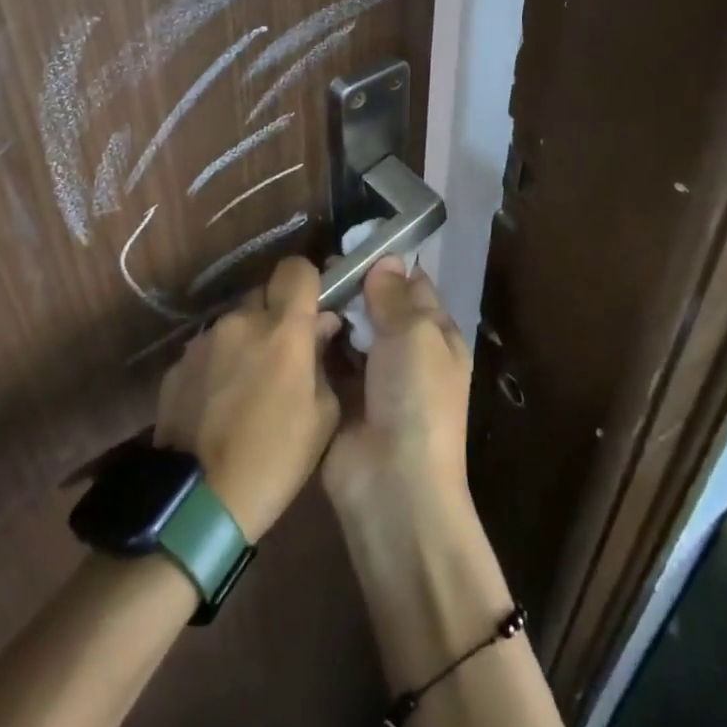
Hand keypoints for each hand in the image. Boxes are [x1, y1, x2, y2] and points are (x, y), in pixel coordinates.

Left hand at [153, 256, 341, 541]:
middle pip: (263, 295)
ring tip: (248, 388)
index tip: (313, 307)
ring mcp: (203, 341)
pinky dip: (219, 365)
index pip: (296, 269)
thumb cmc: (274, 459)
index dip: (307, 281)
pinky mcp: (176, 365)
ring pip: (235, 324)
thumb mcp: (321, 416)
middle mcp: (239, 321)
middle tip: (284, 355)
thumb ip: (323, 360)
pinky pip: (209, 350)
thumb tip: (320, 328)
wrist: (197, 502)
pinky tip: (220, 404)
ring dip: (246, 342)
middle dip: (277, 316)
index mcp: (282, 329)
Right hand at [322, 257, 471, 527]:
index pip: (413, 286)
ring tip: (301, 289)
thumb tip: (387, 259)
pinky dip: (313, 344)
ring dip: (330, 313)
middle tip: (319, 266)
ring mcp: (371, 377)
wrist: (392, 484)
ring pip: (348, 331)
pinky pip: (326, 360)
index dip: (386, 264)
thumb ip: (394, 296)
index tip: (353, 242)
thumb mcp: (414, 335)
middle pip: (376, 306)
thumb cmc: (416, 399)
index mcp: (436, 336)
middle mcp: (405, 352)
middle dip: (351, 287)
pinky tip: (290, 323)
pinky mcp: (340, 398)